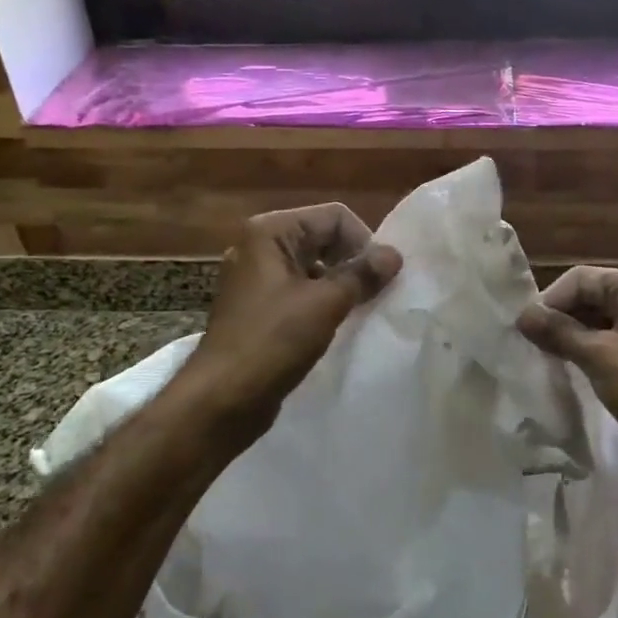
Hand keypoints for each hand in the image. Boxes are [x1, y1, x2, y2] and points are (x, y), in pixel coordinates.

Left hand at [181, 203, 401, 445]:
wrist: (223, 399)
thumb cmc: (273, 341)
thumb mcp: (325, 303)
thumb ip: (362, 275)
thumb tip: (394, 254)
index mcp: (270, 232)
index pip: (334, 217)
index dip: (363, 242)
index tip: (380, 278)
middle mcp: (260, 247)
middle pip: (324, 238)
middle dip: (353, 262)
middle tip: (376, 294)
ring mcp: (257, 278)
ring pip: (314, 267)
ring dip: (341, 284)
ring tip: (361, 310)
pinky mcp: (260, 307)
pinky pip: (301, 291)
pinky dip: (323, 302)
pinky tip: (339, 325)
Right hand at [519, 267, 617, 500]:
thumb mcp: (600, 357)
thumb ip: (558, 332)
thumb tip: (521, 315)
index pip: (583, 279)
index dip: (552, 299)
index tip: (525, 328)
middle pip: (588, 297)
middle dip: (558, 317)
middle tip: (528, 343)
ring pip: (593, 322)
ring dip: (567, 336)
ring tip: (540, 355)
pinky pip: (602, 344)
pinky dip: (581, 352)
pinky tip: (561, 367)